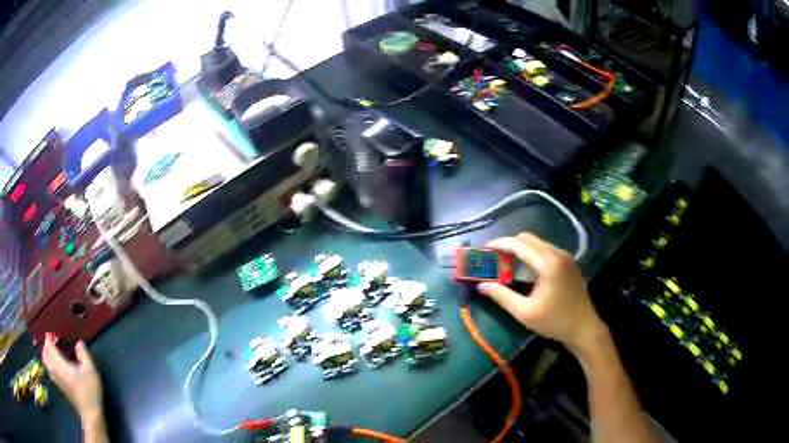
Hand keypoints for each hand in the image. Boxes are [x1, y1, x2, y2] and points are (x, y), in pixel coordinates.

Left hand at [42, 334, 103, 422]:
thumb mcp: (90, 371)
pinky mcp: (60, 386)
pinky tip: (56, 366)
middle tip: (51, 341)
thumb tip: (79, 343)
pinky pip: (50, 370)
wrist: (90, 414)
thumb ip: (84, 355)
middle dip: (46, 346)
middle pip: (45, 354)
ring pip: (46, 363)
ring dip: (46, 355)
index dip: (48, 337)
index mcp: (60, 364)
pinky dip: (49, 364)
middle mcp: (55, 370)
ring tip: (52, 351)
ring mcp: (57, 380)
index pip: (49, 347)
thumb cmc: (90, 391)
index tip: (51, 331)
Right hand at [477, 232, 607, 354]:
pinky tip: (525, 267)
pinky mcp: (569, 263)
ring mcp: (566, 257)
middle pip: (529, 239)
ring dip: (521, 248)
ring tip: (506, 261)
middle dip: (510, 244)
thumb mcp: (525, 313)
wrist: (584, 328)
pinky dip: (532, 253)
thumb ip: (502, 296)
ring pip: (538, 243)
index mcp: (548, 264)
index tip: (485, 247)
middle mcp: (558, 254)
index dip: (500, 243)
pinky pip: (546, 249)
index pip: (519, 245)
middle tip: (494, 256)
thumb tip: (482, 285)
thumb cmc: (554, 322)